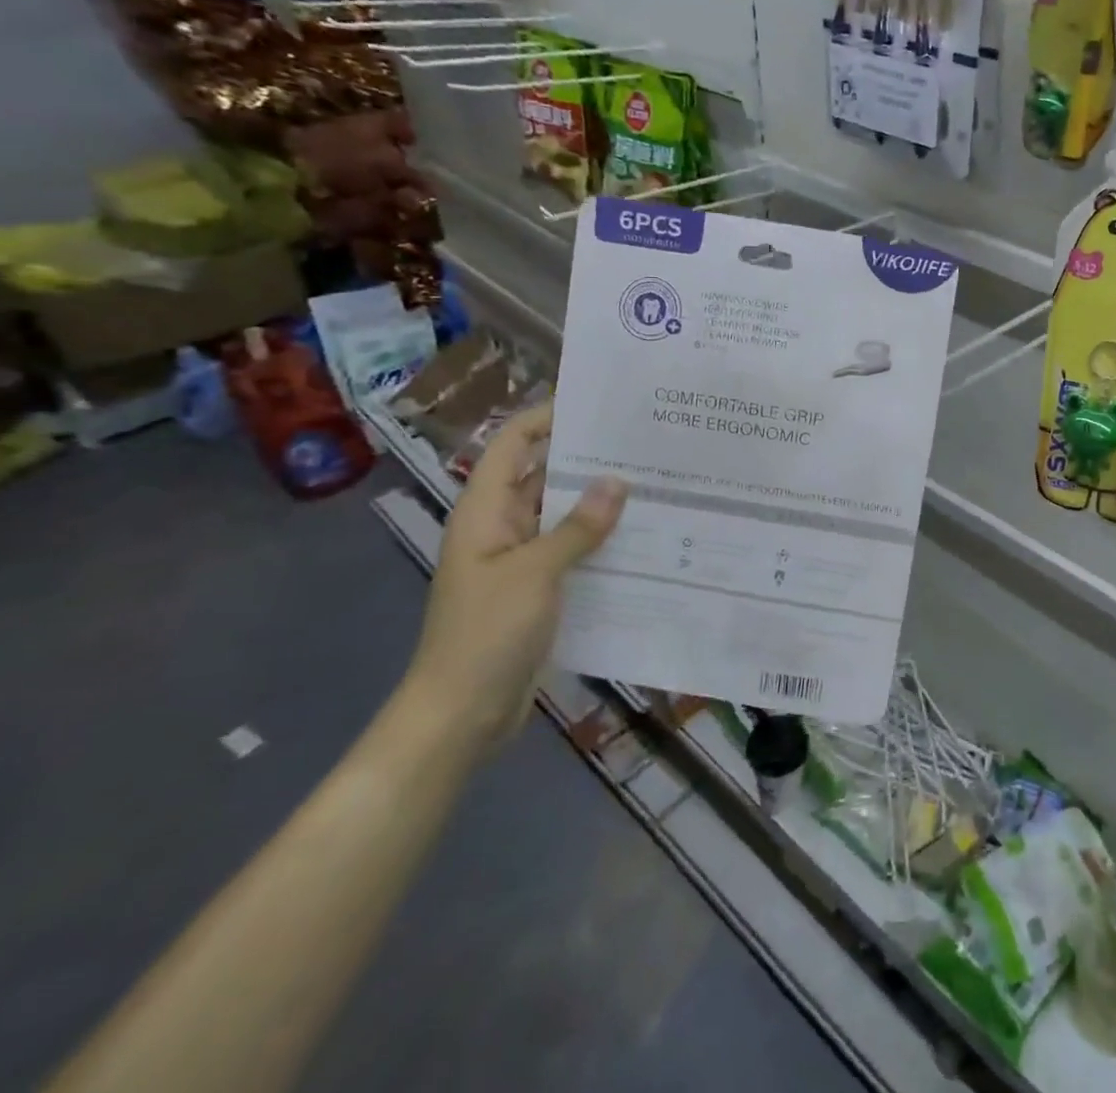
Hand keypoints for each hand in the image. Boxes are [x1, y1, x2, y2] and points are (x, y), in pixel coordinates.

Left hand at [405, 403, 627, 748]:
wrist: (461, 715)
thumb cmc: (486, 634)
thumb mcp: (535, 574)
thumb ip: (577, 526)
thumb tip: (616, 481)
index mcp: (485, 511)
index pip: (512, 445)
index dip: (546, 417)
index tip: (595, 401)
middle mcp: (502, 526)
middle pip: (543, 475)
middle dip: (587, 457)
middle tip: (642, 440)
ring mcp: (521, 559)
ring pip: (563, 514)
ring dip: (599, 500)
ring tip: (654, 479)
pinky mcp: (540, 588)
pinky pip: (574, 549)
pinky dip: (601, 538)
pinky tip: (643, 533)